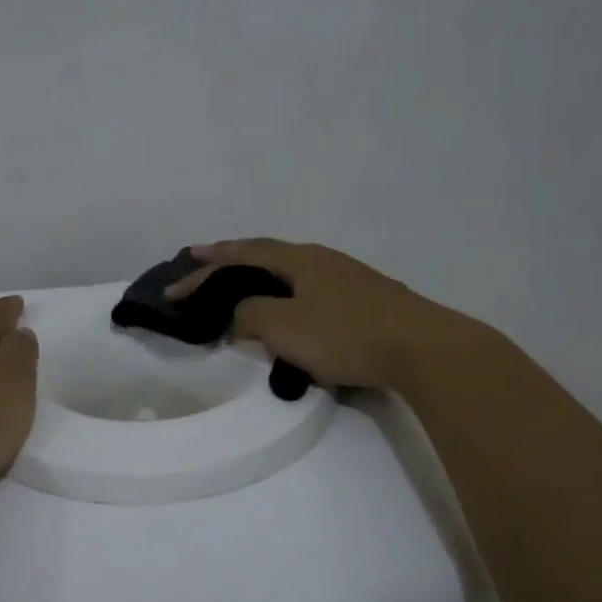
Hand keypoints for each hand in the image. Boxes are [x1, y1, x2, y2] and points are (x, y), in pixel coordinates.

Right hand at [166, 239, 457, 390]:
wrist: (423, 348)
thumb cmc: (346, 334)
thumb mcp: (284, 327)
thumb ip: (250, 315)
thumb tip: (240, 313)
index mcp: (299, 259)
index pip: (243, 253)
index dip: (208, 264)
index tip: (178, 276)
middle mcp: (322, 259)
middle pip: (267, 253)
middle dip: (231, 259)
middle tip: (202, 264)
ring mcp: (349, 277)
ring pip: (291, 271)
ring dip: (260, 278)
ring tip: (241, 288)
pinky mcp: (367, 299)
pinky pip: (311, 290)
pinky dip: (286, 295)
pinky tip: (291, 310)